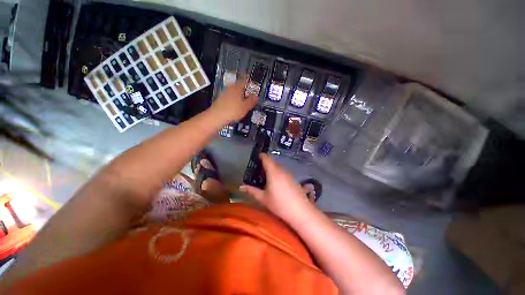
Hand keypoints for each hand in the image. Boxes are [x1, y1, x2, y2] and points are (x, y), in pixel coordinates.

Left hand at [209, 79, 257, 122]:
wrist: (217, 117)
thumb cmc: (232, 111)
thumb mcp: (245, 107)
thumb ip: (252, 101)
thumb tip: (256, 97)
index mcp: (237, 87)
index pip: (245, 80)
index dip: (251, 82)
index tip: (254, 85)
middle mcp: (230, 88)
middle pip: (240, 87)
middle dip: (246, 91)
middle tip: (252, 97)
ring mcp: (224, 93)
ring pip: (235, 93)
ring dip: (240, 97)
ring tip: (245, 104)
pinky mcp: (221, 100)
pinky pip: (231, 98)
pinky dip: (235, 101)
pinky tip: (237, 108)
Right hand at [239, 154, 311, 221]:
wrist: (300, 211)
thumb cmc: (279, 204)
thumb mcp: (263, 198)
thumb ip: (252, 191)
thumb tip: (241, 187)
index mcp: (273, 171)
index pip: (266, 158)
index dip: (261, 156)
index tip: (256, 157)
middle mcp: (282, 170)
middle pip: (273, 162)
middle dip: (265, 164)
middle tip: (258, 171)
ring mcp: (289, 174)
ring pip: (279, 167)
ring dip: (272, 169)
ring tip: (266, 177)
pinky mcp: (294, 179)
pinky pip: (283, 173)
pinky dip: (278, 174)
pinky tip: (276, 184)